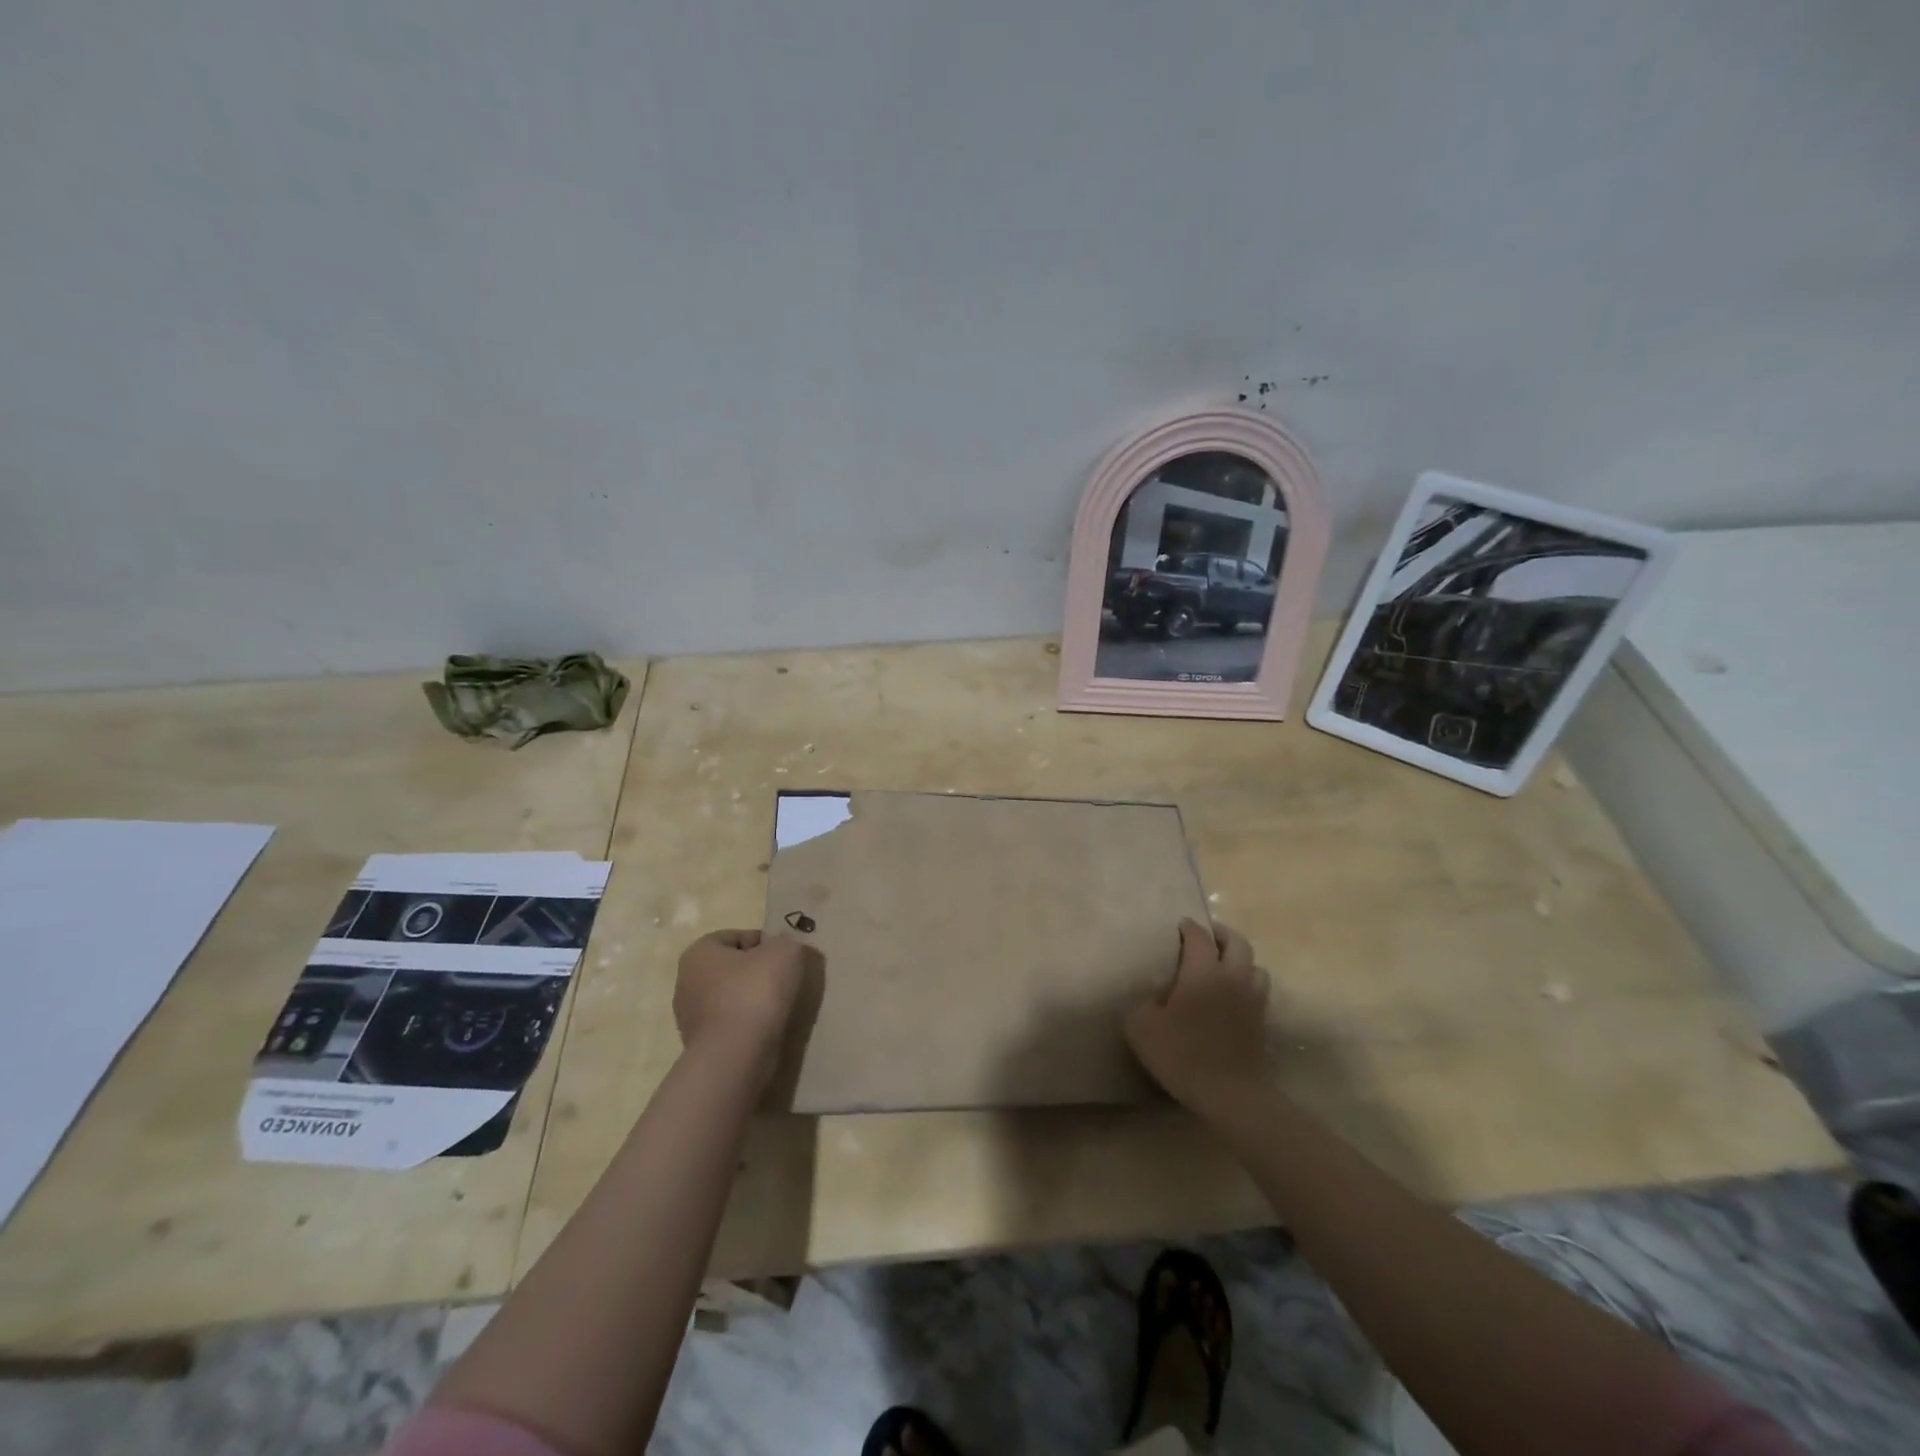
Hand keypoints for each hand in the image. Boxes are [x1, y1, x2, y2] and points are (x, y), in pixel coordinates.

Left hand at [673, 929, 805, 1085]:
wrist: (736, 1055)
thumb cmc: (755, 991)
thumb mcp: (784, 951)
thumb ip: (785, 941)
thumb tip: (781, 948)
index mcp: (699, 952)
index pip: (737, 937)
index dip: (765, 943)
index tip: (784, 958)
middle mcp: (686, 981)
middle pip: (732, 968)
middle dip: (757, 972)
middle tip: (784, 981)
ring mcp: (689, 1017)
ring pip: (730, 997)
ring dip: (752, 1000)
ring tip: (778, 1008)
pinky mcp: (700, 1045)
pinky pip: (730, 1024)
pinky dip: (747, 1024)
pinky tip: (766, 1029)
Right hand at [1126, 918, 1272, 1115]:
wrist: (1229, 1094)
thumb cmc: (1181, 1054)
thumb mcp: (1141, 1026)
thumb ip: (1144, 1002)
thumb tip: (1155, 995)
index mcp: (1203, 971)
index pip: (1199, 936)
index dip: (1188, 927)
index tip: (1179, 925)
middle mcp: (1232, 977)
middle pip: (1237, 942)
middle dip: (1222, 933)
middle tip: (1207, 936)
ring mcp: (1252, 1000)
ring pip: (1256, 966)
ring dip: (1240, 960)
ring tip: (1224, 966)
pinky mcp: (1262, 1022)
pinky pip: (1259, 991)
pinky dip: (1247, 984)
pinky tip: (1233, 996)